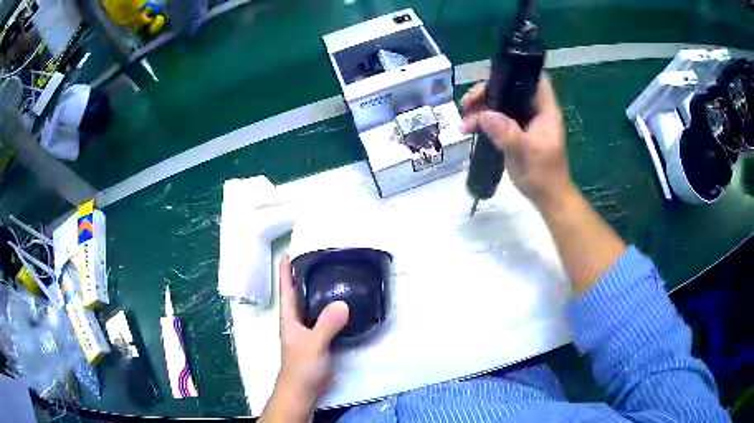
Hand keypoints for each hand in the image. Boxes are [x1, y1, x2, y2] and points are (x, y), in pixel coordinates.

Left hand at [260, 256, 349, 422]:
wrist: (304, 389)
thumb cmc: (301, 366)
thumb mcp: (313, 344)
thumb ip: (326, 325)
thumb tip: (343, 303)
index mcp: (289, 318)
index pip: (286, 290)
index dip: (285, 272)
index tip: (287, 254)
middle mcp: (296, 322)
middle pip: (298, 295)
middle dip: (302, 277)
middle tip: (316, 260)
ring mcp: (307, 332)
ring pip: (311, 307)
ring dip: (317, 293)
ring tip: (330, 277)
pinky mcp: (318, 341)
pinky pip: (323, 319)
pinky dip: (330, 310)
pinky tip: (341, 307)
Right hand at [462, 75, 573, 207]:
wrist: (546, 198)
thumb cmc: (544, 174)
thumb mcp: (526, 152)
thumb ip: (506, 132)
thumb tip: (482, 115)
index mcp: (544, 111)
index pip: (535, 80)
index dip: (517, 74)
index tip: (494, 77)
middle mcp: (533, 112)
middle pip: (510, 90)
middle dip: (488, 92)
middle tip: (468, 102)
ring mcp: (522, 122)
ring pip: (499, 105)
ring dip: (480, 108)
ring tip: (464, 118)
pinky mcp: (512, 133)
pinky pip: (495, 120)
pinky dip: (481, 121)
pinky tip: (468, 128)